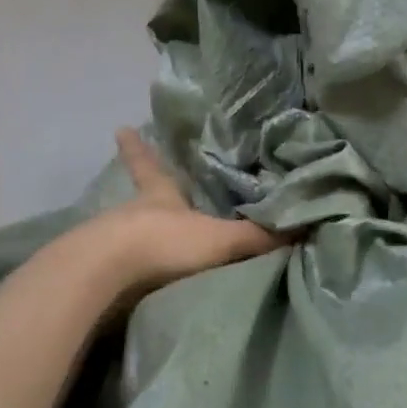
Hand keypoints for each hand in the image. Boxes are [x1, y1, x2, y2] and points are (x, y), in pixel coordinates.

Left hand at [81, 128, 284, 306]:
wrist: (106, 277)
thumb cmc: (164, 243)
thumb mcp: (219, 239)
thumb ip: (258, 237)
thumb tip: (305, 226)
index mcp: (159, 196)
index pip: (149, 165)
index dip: (138, 147)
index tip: (120, 127)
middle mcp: (133, 213)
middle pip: (139, 198)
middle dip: (146, 194)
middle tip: (147, 187)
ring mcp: (112, 242)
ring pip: (127, 231)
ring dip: (138, 233)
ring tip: (149, 238)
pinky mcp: (101, 274)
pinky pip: (121, 267)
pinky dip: (129, 269)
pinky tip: (135, 281)